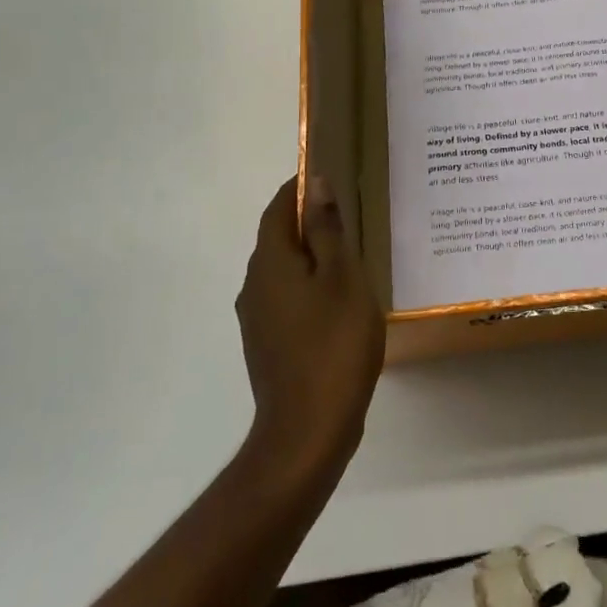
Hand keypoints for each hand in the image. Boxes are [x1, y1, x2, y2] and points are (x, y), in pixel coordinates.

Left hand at [235, 176, 385, 478]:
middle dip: (309, 221)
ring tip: (351, 257)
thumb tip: (315, 184)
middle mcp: (254, 285)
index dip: (300, 188)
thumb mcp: (343, 278)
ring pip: (284, 271)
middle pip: (279, 238)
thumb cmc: (333, 344)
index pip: (278, 208)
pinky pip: (287, 299)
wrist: (307, 431)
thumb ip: (327, 230)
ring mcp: (257, 319)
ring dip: (311, 256)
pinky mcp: (267, 345)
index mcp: (270, 262)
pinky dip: (309, 287)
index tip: (330, 176)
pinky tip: (339, 302)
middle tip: (350, 215)